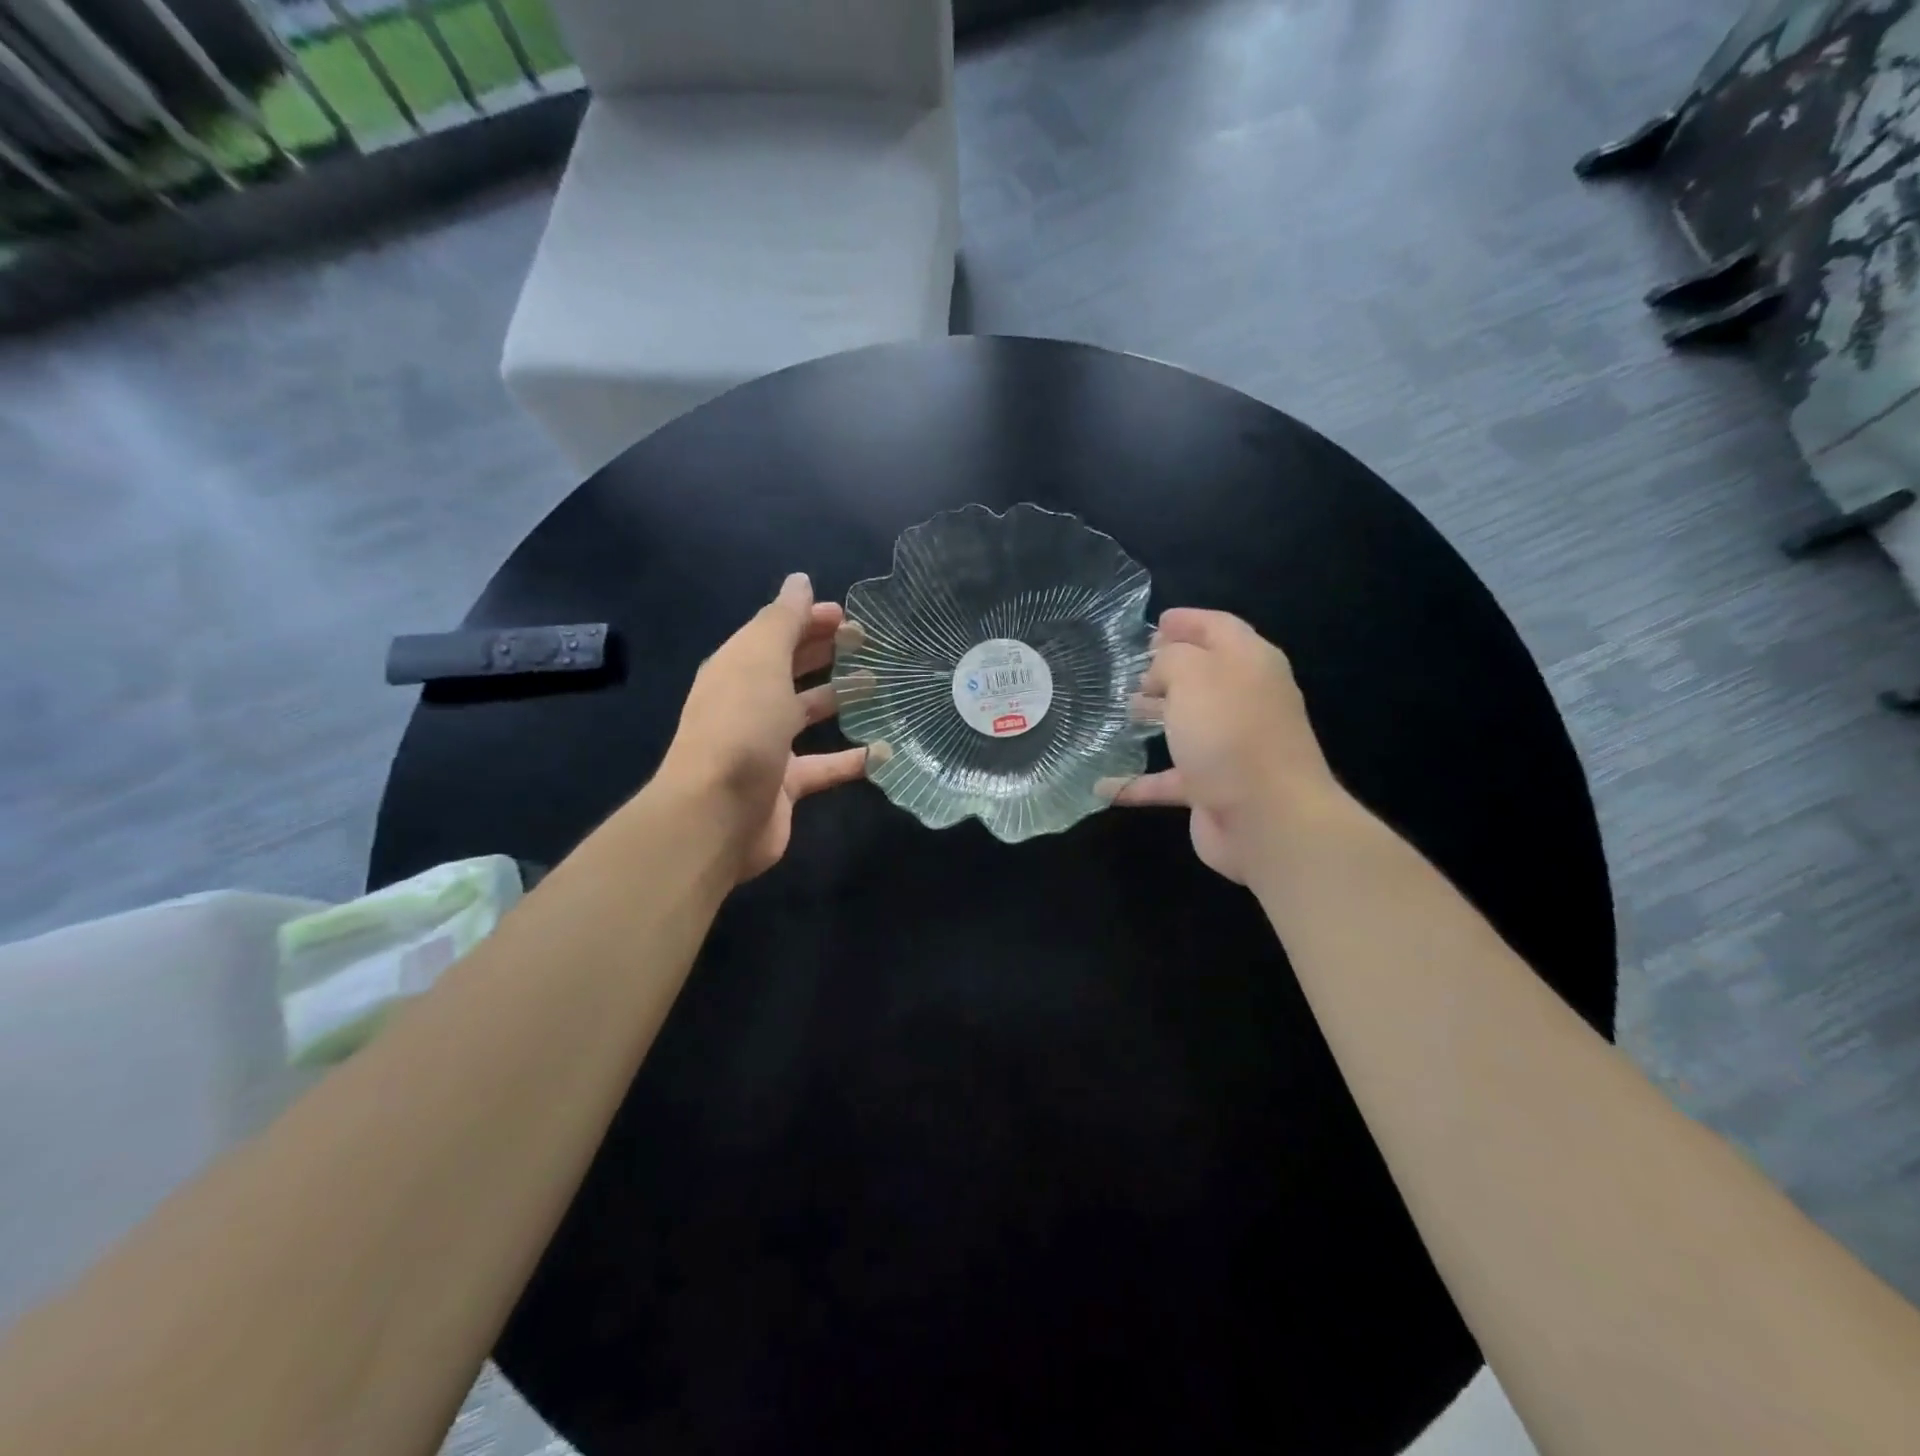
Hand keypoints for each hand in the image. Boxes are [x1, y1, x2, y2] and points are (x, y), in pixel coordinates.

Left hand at [656, 573, 875, 881]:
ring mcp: (767, 745)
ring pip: (808, 713)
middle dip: (826, 651)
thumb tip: (800, 581)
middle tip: (869, 642)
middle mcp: (750, 702)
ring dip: (840, 697)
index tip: (849, 616)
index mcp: (739, 668)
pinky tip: (885, 751)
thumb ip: (783, 620)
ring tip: (880, 684)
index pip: (776, 632)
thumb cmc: (742, 726)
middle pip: (791, 668)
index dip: (809, 619)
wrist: (717, 814)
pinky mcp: (786, 784)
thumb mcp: (761, 660)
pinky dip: (853, 758)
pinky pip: (825, 765)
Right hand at [1106, 608, 1344, 882]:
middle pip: (1204, 676)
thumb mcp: (1194, 676)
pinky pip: (1168, 779)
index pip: (1219, 628)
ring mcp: (1232, 748)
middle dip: (1167, 669)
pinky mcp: (1214, 789)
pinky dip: (1137, 782)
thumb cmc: (1230, 734)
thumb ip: (1171, 659)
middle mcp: (1245, 702)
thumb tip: (1160, 670)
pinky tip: (1103, 787)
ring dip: (1155, 717)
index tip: (1156, 622)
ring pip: (1188, 725)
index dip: (1189, 621)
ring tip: (1119, 712)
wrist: (1268, 820)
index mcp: (1250, 664)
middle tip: (1130, 670)